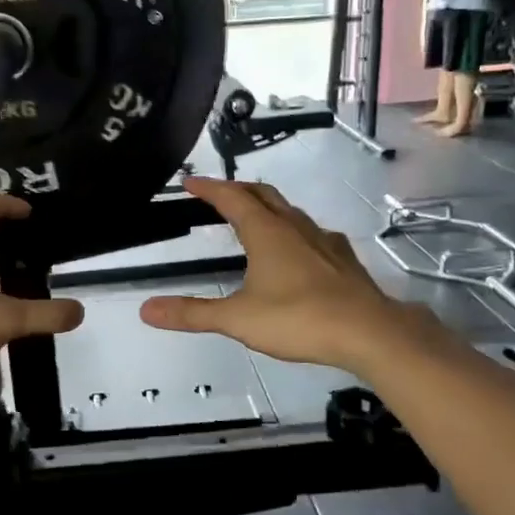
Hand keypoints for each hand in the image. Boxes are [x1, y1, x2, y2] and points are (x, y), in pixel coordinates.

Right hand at [139, 177, 428, 371]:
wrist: (369, 332)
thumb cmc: (299, 319)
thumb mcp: (237, 319)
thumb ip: (192, 313)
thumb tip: (146, 310)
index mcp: (266, 232)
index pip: (232, 198)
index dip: (209, 188)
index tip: (191, 182)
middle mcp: (295, 227)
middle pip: (263, 194)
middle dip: (238, 189)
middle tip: (218, 193)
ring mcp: (323, 240)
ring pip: (290, 211)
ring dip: (267, 206)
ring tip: (253, 217)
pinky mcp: (342, 259)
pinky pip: (311, 232)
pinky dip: (292, 230)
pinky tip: (296, 249)